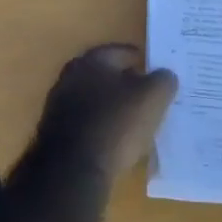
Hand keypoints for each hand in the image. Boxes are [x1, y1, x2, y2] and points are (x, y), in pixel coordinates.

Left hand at [29, 44, 177, 182]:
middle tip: (148, 94)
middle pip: (104, 75)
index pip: (120, 52)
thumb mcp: (152, 98)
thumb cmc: (115, 124)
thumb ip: (163, 81)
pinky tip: (116, 139)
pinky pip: (87, 122)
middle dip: (125, 82)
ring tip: (136, 118)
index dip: (140, 59)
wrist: (72, 169)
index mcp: (90, 61)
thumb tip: (164, 76)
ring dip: (113, 106)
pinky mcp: (57, 133)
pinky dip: (102, 125)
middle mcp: (70, 78)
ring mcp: (59, 106)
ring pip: (94, 99)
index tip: (154, 69)